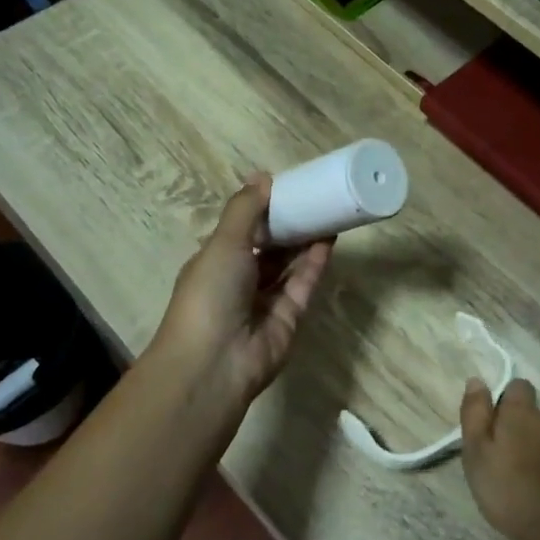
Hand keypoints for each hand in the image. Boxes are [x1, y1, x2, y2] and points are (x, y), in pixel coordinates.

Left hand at [152, 175, 331, 404]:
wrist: (214, 363)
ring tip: (328, 211)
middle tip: (315, 197)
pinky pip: (302, 286)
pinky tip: (330, 238)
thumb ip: (244, 210)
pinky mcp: (289, 319)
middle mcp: (238, 282)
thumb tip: (262, 176)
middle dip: (289, 225)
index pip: (241, 231)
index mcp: (214, 262)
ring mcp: (264, 303)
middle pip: (268, 249)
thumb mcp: (222, 243)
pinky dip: (314, 264)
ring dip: (305, 241)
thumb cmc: (209, 294)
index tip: (287, 188)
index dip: (262, 211)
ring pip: (288, 266)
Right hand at [460, 378, 539, 539]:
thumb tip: (476, 380)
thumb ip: (475, 415)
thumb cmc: (511, 491)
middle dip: (521, 431)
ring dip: (539, 452)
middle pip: (534, 417)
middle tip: (504, 461)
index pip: (518, 386)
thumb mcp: (477, 454)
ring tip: (527, 483)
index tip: (494, 424)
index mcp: (522, 415)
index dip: (505, 401)